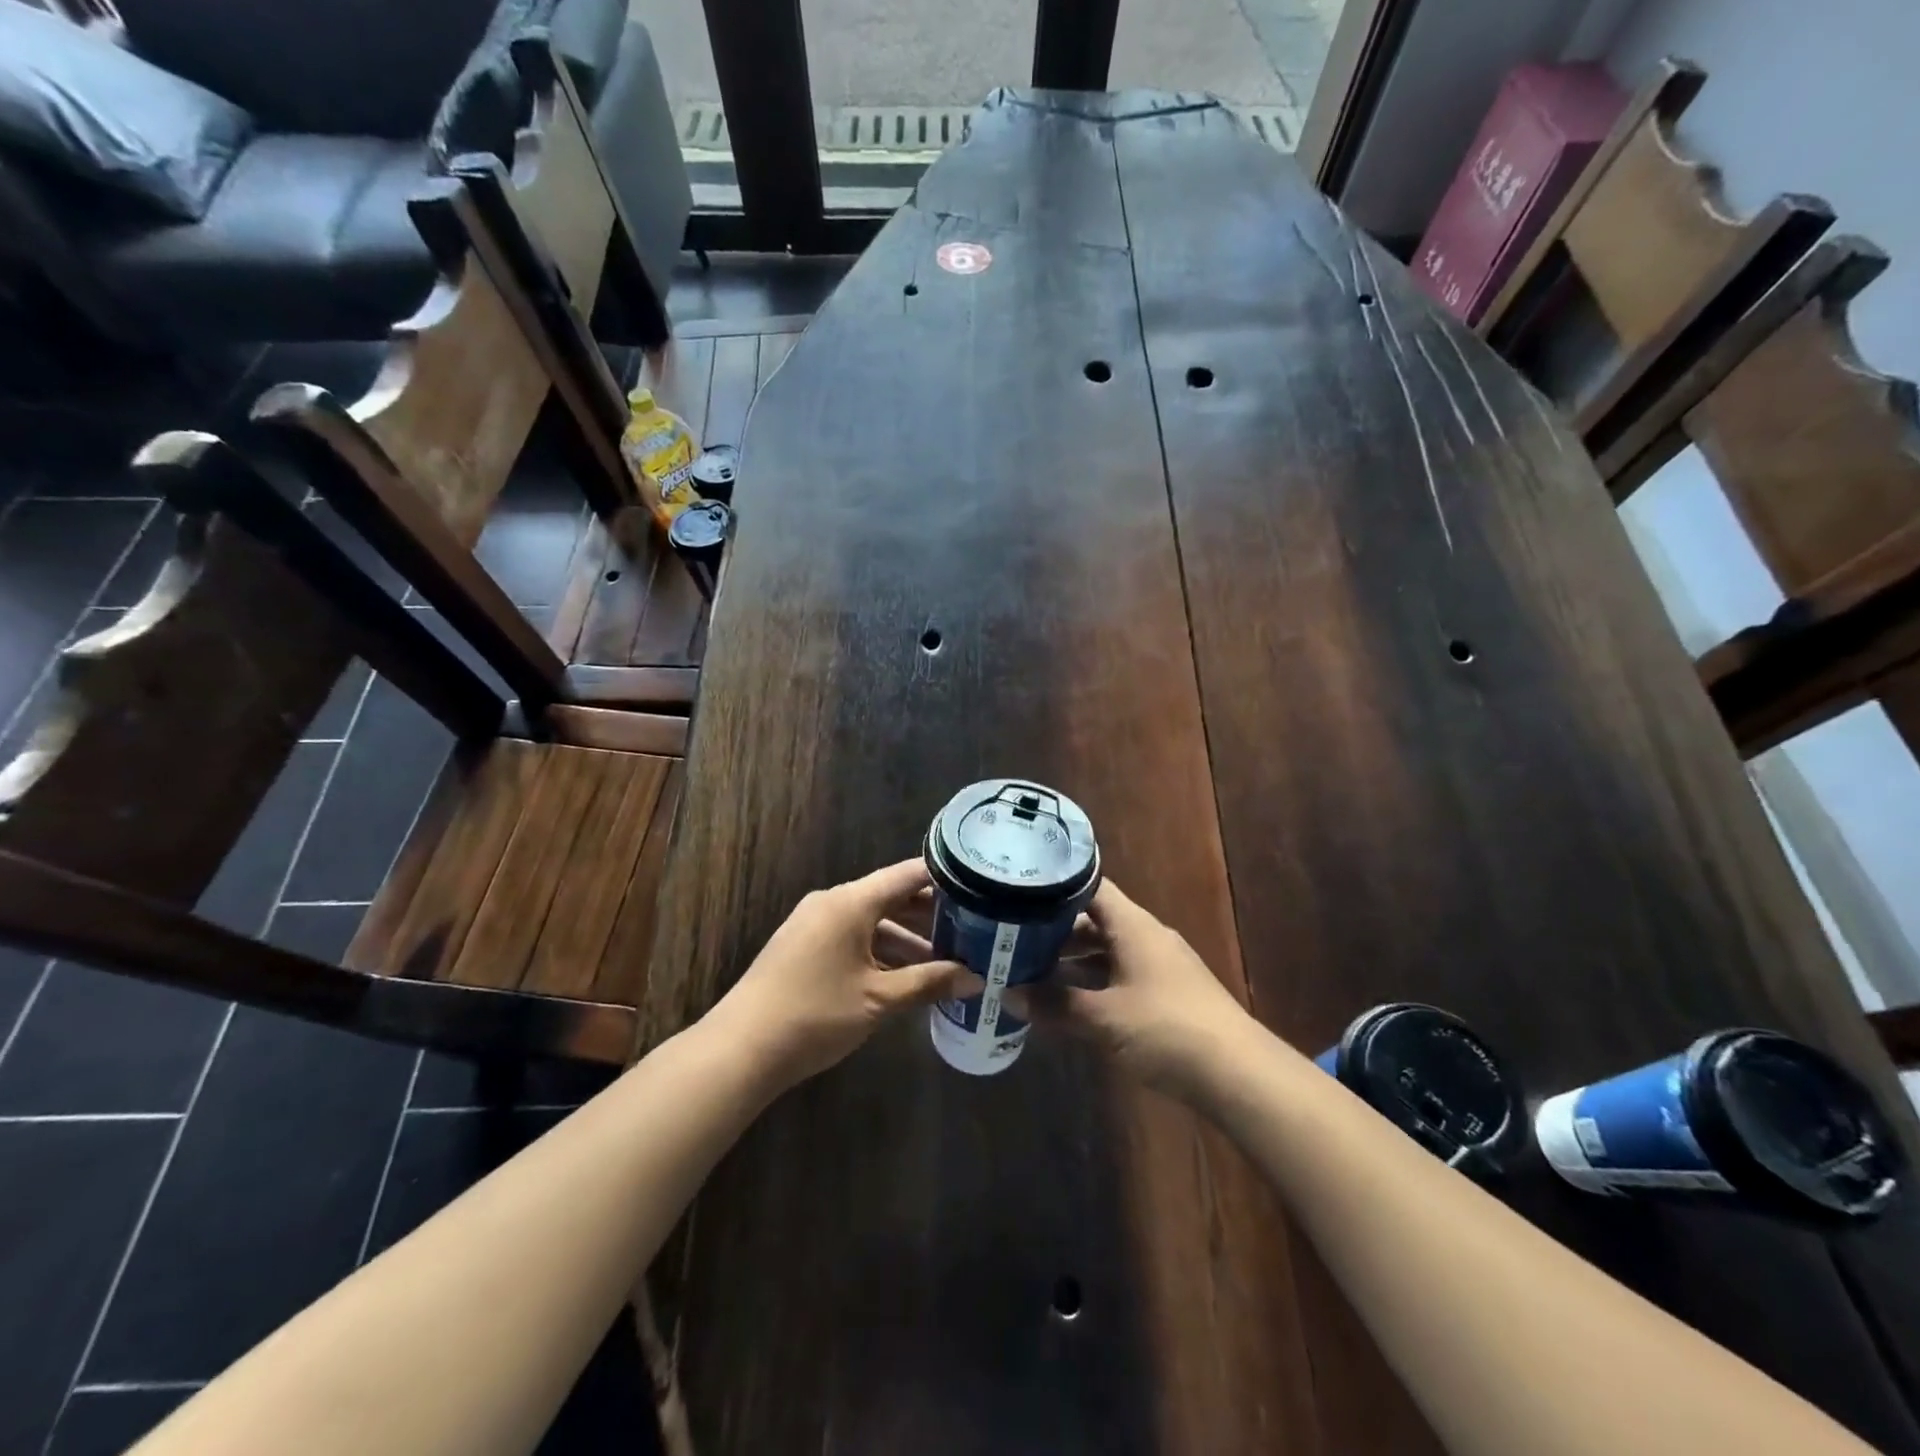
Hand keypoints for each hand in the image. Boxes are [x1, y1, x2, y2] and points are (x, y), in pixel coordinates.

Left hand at [707, 859, 980, 1088]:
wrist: (742, 1048)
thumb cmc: (816, 1014)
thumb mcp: (879, 999)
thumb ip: (928, 983)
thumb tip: (975, 979)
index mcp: (851, 902)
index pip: (907, 875)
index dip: (943, 878)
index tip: (979, 886)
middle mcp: (832, 902)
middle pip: (890, 898)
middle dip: (930, 916)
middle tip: (972, 930)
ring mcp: (815, 924)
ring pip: (872, 922)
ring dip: (906, 940)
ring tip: (946, 961)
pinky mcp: (804, 947)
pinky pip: (853, 937)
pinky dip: (880, 952)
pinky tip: (905, 977)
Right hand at [1008, 879, 1252, 1101]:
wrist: (1238, 1075)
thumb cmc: (1167, 1031)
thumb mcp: (1104, 1018)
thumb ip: (1055, 1004)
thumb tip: (1008, 993)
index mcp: (1134, 926)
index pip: (1090, 887)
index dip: (1054, 886)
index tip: (1017, 892)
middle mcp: (1146, 937)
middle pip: (1094, 921)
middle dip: (1054, 931)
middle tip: (1010, 938)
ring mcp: (1158, 967)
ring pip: (1105, 951)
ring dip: (1071, 961)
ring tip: (1028, 970)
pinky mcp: (1165, 996)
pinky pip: (1118, 976)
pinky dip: (1091, 983)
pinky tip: (1067, 1002)